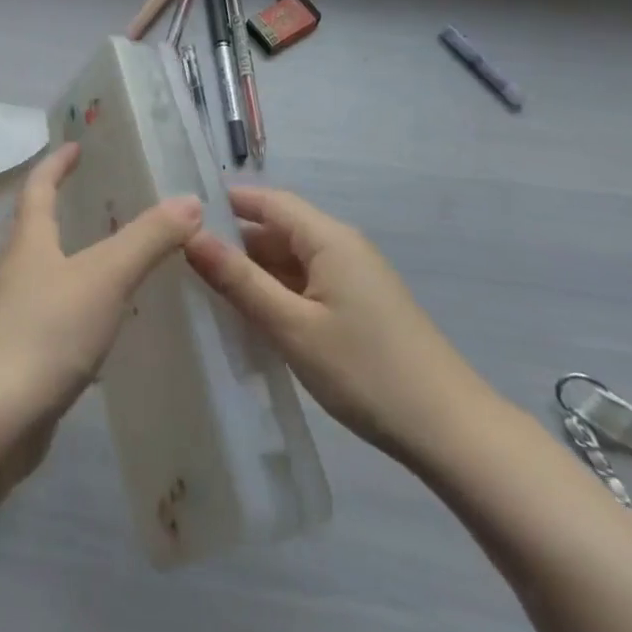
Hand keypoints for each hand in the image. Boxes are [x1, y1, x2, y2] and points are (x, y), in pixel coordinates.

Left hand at [0, 143, 201, 423]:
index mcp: (30, 240)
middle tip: (110, 198)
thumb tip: (190, 200)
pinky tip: (114, 321)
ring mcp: (20, 314)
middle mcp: (20, 270)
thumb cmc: (48, 331)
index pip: (39, 186)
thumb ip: (148, 238)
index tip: (76, 146)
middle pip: (40, 226)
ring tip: (122, 256)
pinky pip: (61, 315)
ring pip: (53, 272)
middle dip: (68, 207)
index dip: (56, 163)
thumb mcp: (106, 276)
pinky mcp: (28, 353)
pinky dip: (86, 305)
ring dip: (81, 258)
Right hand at [184, 188, 499, 471]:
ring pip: (291, 259)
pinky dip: (276, 292)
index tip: (181, 214)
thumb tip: (191, 236)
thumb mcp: (292, 326)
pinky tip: (250, 315)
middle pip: (278, 229)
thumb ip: (240, 280)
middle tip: (181, 258)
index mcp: (329, 238)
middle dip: (234, 240)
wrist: (449, 430)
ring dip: (253, 270)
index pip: (268, 201)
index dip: (226, 202)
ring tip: (204, 287)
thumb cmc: (365, 371)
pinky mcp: (359, 306)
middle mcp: (342, 246)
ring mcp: (353, 278)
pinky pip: (307, 284)